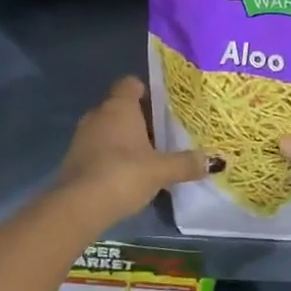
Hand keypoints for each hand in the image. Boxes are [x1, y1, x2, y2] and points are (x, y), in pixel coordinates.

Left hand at [57, 77, 218, 225]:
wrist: (78, 206)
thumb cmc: (123, 174)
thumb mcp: (161, 170)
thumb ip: (186, 163)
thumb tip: (216, 160)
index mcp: (119, 106)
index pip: (131, 83)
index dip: (147, 91)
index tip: (164, 107)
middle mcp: (98, 114)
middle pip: (121, 107)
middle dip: (140, 119)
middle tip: (164, 134)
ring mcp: (83, 136)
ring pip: (109, 128)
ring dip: (125, 139)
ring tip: (148, 156)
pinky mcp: (74, 158)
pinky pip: (98, 148)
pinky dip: (112, 155)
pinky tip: (127, 174)